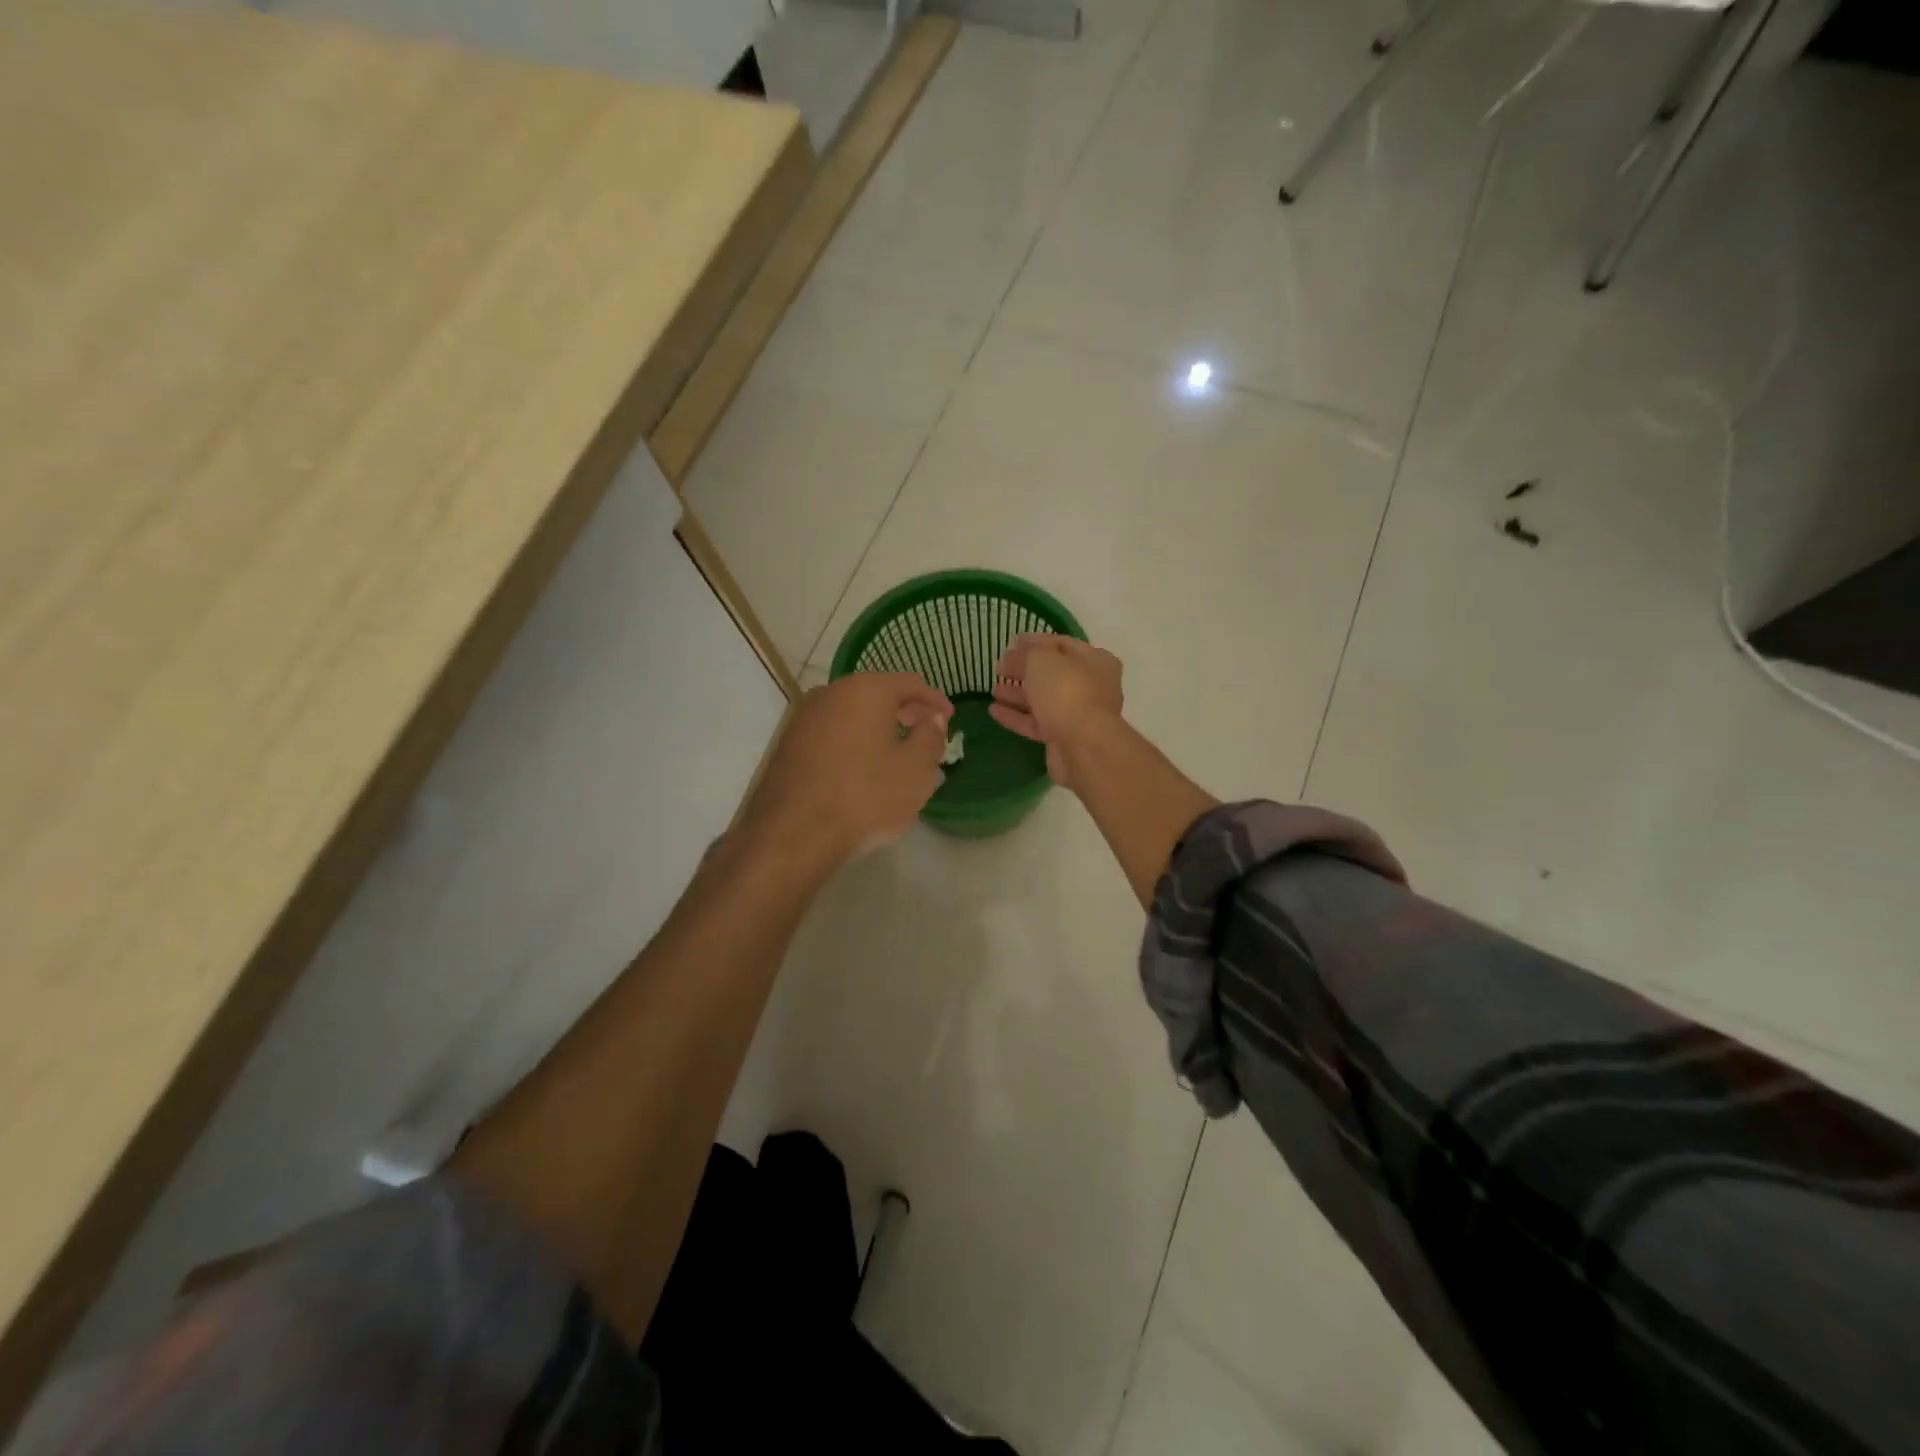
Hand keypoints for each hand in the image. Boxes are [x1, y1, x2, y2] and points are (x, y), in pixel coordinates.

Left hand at [743, 672, 952, 868]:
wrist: (794, 834)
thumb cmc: (866, 796)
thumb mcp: (916, 770)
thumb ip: (931, 736)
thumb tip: (931, 719)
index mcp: (865, 690)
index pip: (909, 683)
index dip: (934, 700)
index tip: (949, 718)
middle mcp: (830, 693)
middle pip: (877, 694)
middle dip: (905, 712)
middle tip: (925, 734)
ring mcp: (803, 718)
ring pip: (852, 715)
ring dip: (877, 729)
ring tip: (896, 756)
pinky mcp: (787, 745)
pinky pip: (831, 734)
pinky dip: (853, 744)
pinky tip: (863, 771)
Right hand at [990, 635, 1123, 788]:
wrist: (1083, 747)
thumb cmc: (1066, 691)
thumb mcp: (1041, 659)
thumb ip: (1024, 653)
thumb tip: (1012, 655)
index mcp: (1094, 660)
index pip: (1062, 644)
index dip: (1035, 642)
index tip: (1010, 643)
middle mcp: (1091, 686)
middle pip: (1053, 673)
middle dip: (1025, 670)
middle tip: (999, 667)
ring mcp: (1078, 714)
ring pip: (1044, 700)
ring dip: (1018, 693)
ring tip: (993, 688)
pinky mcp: (1063, 738)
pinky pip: (1037, 723)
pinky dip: (1016, 716)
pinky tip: (993, 710)